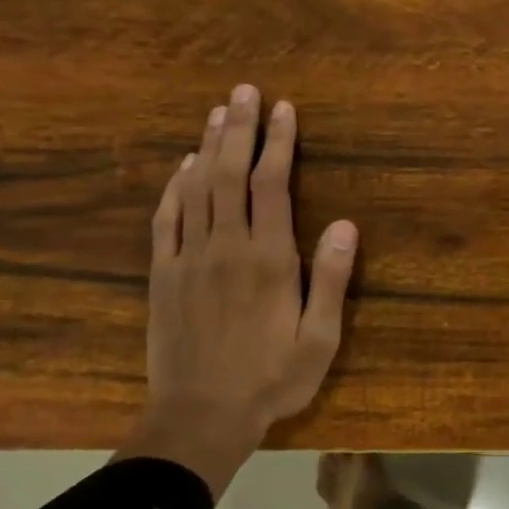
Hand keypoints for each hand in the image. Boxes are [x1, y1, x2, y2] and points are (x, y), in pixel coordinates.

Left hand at [115, 84, 356, 498]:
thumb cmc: (271, 379)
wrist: (199, 417)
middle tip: (245, 91)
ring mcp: (188, 258)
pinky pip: (166, 219)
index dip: (278, 143)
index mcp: (268, 260)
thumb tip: (345, 224)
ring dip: (207, 146)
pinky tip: (182, 167)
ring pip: (196, 188)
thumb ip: (331, 279)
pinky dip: (173, 187)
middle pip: (230, 174)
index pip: (272, 185)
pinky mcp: (163, 275)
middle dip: (240, 129)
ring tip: (218, 112)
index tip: (284, 109)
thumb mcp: (319, 339)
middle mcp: (226, 247)